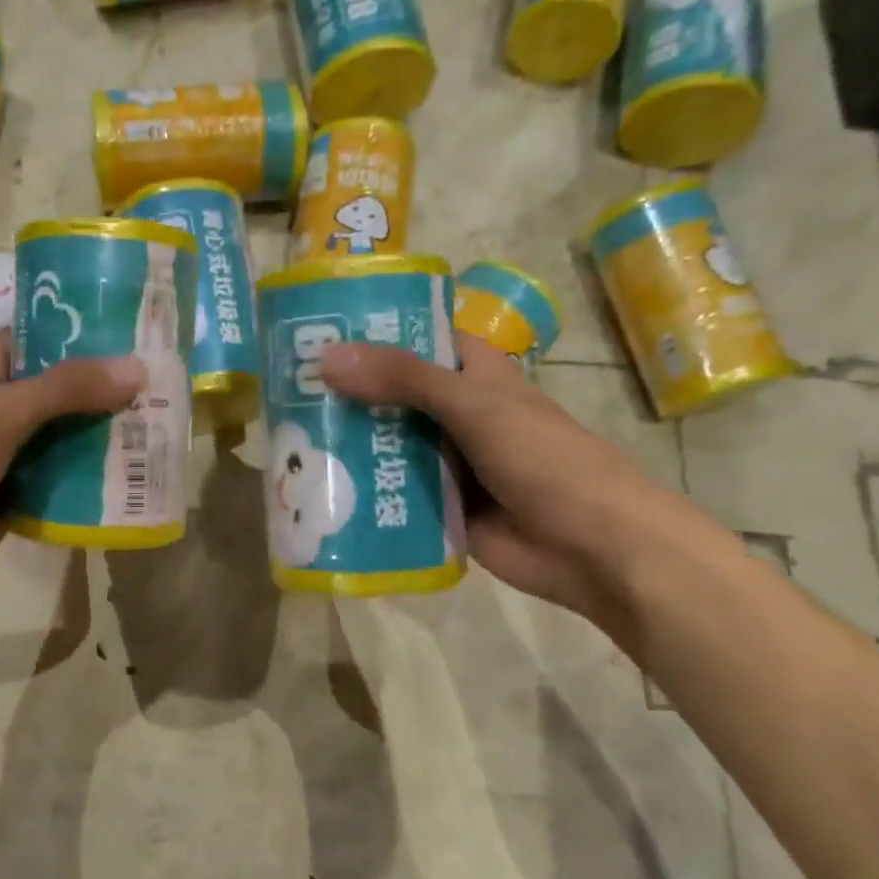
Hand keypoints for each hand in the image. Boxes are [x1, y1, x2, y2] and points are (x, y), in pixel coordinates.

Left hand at [0, 333, 143, 623]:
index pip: (38, 339)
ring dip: (105, 437)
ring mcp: (11, 456)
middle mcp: (1, 410)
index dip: (79, 331)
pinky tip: (136, 477)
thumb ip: (67, 388)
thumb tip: (137, 369)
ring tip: (162, 427)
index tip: (133, 329)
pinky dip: (93, 481)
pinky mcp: (21, 497)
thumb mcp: (3, 412)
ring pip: (67, 438)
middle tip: (164, 383)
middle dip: (106, 390)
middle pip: (62, 392)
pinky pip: (65, 482)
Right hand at [320, 331, 686, 624]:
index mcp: (476, 377)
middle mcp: (457, 416)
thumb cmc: (544, 459)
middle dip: (348, 394)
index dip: (377, 333)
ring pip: (389, 446)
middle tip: (286, 389)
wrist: (591, 548)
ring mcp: (447, 464)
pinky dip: (362, 491)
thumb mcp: (473, 405)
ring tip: (288, 438)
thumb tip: (326, 357)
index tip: (321, 331)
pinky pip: (392, 493)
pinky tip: (316, 489)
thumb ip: (403, 379)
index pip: (421, 340)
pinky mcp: (438, 507)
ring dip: (349, 445)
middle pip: (394, 396)